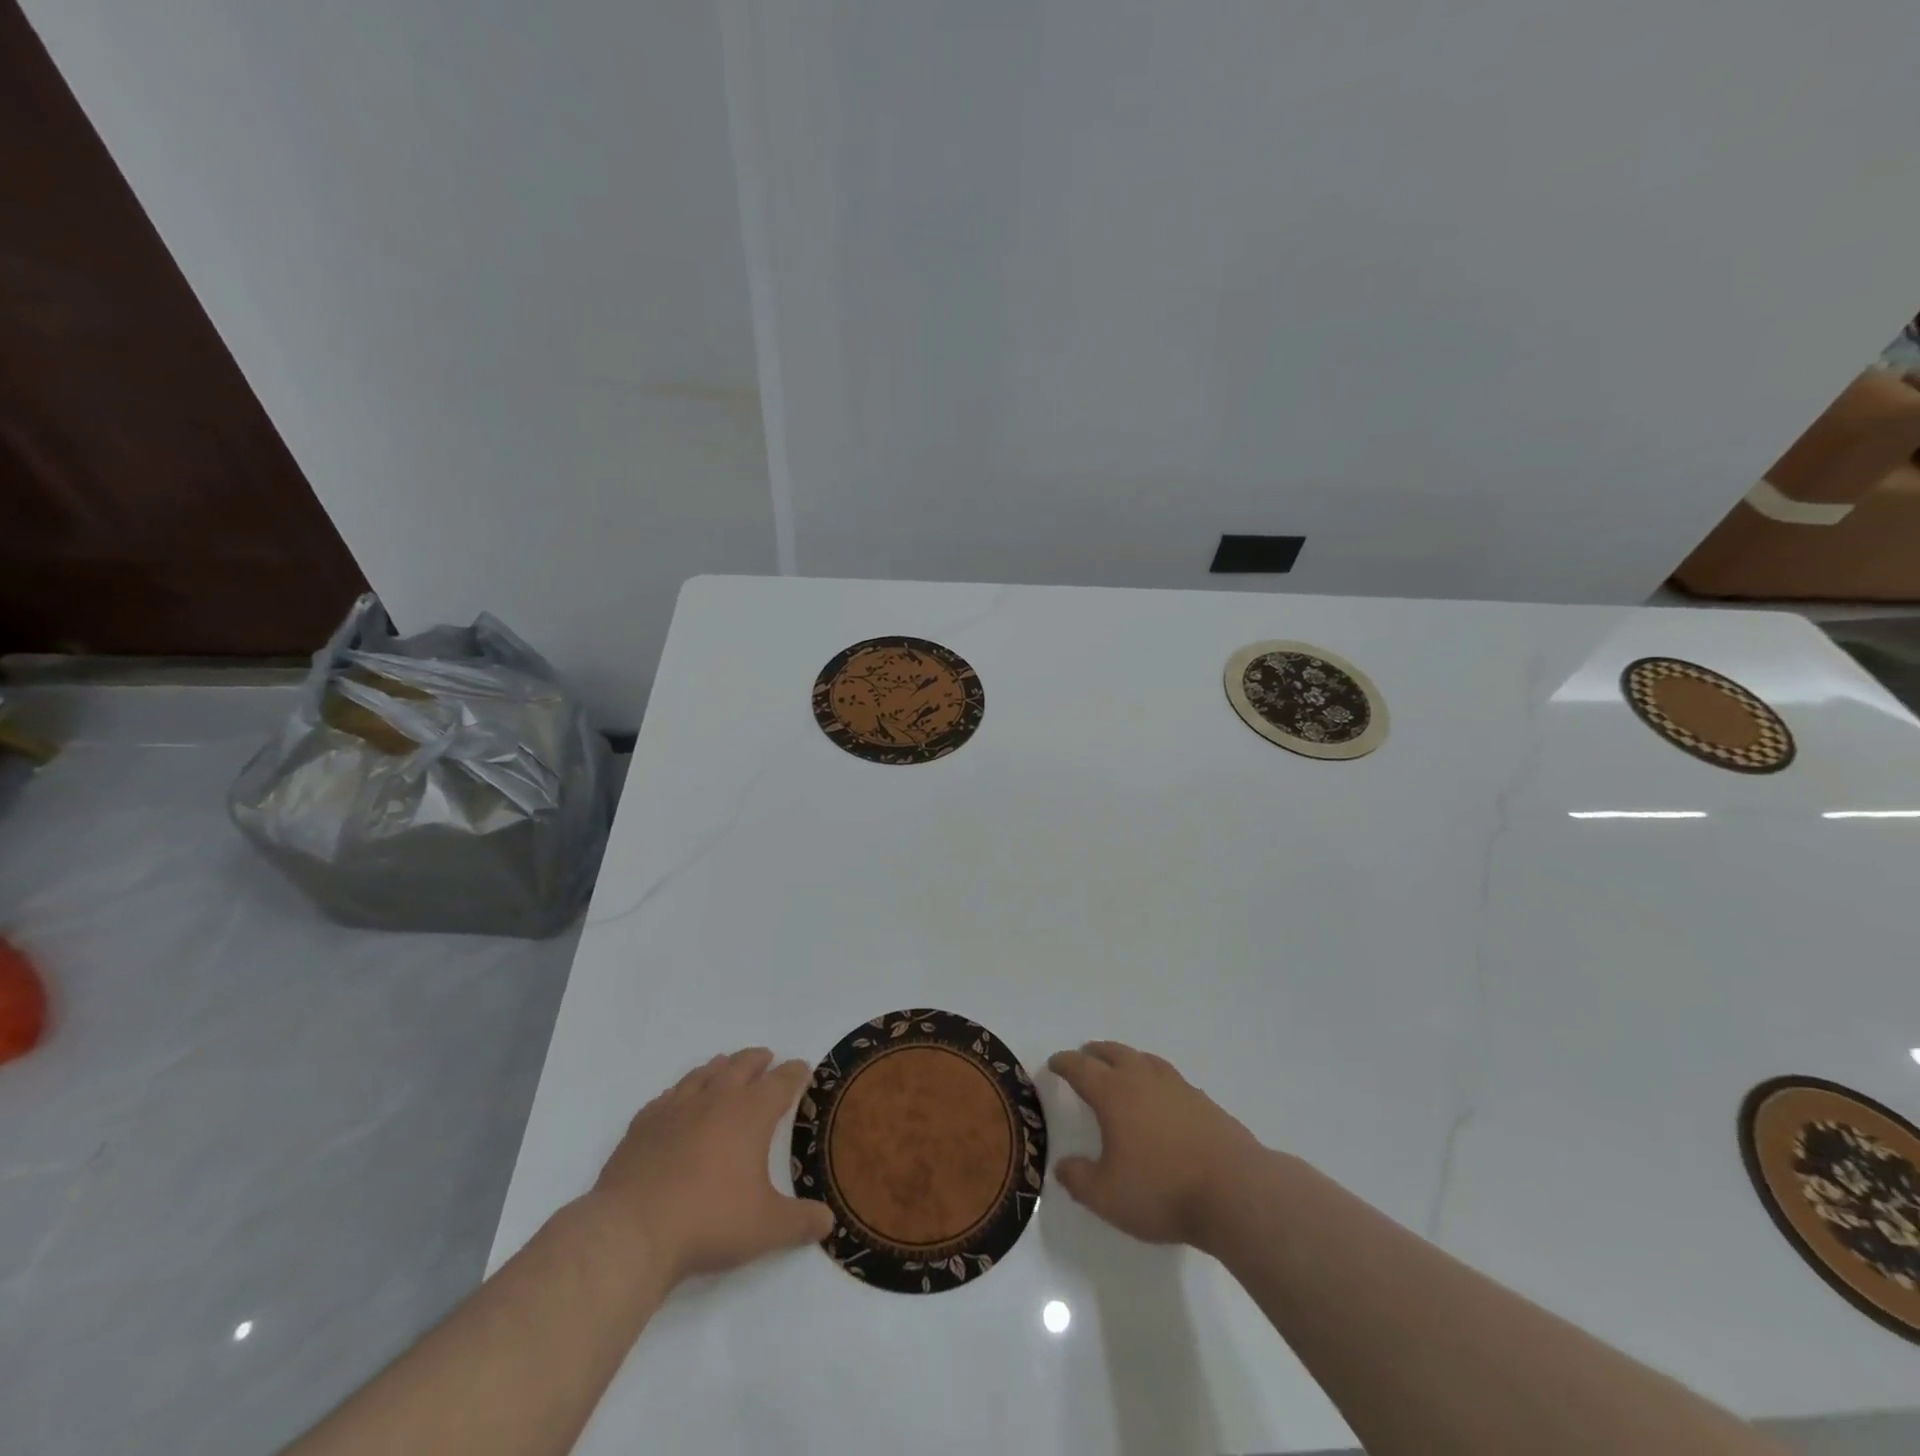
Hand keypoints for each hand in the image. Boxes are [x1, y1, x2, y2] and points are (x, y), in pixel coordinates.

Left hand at [588, 1047, 832, 1285]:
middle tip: (766, 1058)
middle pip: (742, 1065)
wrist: (631, 1231)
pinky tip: (677, 1101)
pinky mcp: (643, 1125)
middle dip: (757, 1060)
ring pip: (703, 1073)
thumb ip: (800, 1222)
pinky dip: (679, 1093)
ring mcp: (676, 1108)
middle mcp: (716, 1099)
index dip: (795, 1073)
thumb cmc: (709, 1221)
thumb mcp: (765, 1228)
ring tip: (725, 1066)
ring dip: (720, 1067)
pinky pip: (667, 1097)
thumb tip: (829, 1221)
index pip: (781, 1081)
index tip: (803, 1068)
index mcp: (751, 1113)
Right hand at [1048, 1040, 1264, 1250]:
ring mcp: (1177, 1086)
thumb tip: (1062, 1166)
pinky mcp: (1204, 1101)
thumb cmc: (1162, 1190)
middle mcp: (1143, 1079)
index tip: (1055, 1063)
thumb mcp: (1107, 1197)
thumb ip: (1079, 1180)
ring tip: (1123, 1067)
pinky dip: (1157, 1079)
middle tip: (1086, 1056)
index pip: (1081, 1068)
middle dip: (1096, 1052)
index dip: (1064, 1063)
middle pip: (1114, 1053)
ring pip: (1145, 1060)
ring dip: (1128, 1059)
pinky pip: (1171, 1079)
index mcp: (1113, 1093)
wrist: (1234, 1191)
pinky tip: (1162, 1097)